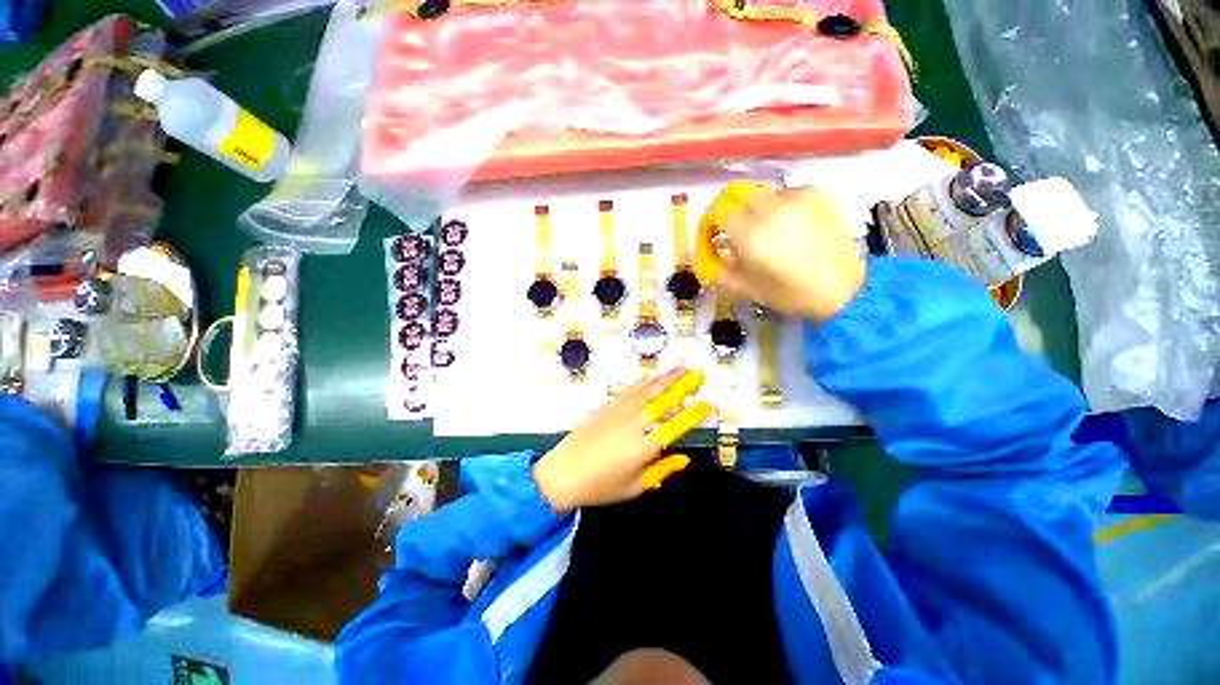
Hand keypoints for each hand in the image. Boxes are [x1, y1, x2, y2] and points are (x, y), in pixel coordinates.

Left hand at [532, 368, 712, 511]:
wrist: (562, 473)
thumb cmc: (600, 487)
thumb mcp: (634, 487)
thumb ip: (661, 470)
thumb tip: (683, 458)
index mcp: (644, 447)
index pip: (675, 427)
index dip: (693, 415)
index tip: (707, 403)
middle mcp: (634, 424)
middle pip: (663, 401)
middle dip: (682, 385)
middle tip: (697, 374)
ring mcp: (619, 412)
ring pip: (647, 391)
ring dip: (665, 378)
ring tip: (680, 367)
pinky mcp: (606, 407)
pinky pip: (628, 391)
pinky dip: (642, 382)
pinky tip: (651, 376)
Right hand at [715, 187, 866, 321]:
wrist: (842, 288)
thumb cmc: (790, 294)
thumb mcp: (748, 290)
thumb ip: (721, 273)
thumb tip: (708, 258)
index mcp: (750, 237)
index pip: (720, 214)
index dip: (715, 222)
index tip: (717, 233)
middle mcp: (770, 212)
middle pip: (742, 198)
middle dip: (738, 213)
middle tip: (743, 229)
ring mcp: (796, 200)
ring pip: (766, 194)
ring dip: (761, 208)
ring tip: (770, 227)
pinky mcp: (817, 196)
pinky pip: (790, 193)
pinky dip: (784, 204)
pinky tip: (791, 222)